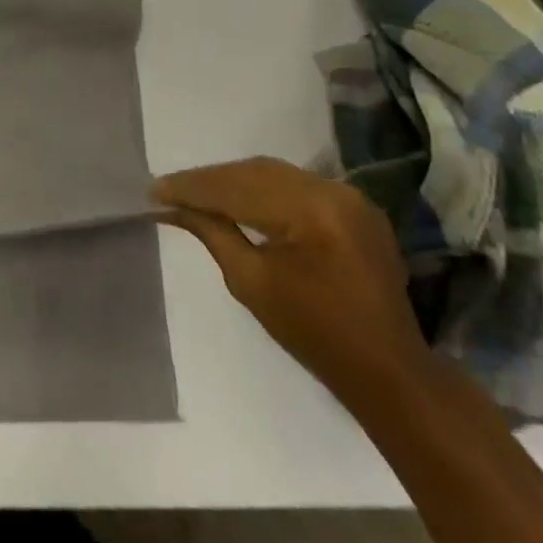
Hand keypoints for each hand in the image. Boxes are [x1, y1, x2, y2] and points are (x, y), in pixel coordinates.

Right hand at [152, 157, 432, 409]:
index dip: (192, 188)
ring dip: (232, 181)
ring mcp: (349, 196)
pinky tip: (236, 197)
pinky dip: (261, 187)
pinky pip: (296, 184)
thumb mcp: (251, 283)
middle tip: (169, 190)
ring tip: (196, 192)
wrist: (389, 371)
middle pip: (254, 172)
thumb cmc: (315, 335)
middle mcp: (333, 191)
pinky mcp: (355, 206)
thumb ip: (212, 233)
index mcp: (312, 211)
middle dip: (209, 180)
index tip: (153, 190)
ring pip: (273, 173)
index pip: (237, 188)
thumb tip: (173, 207)